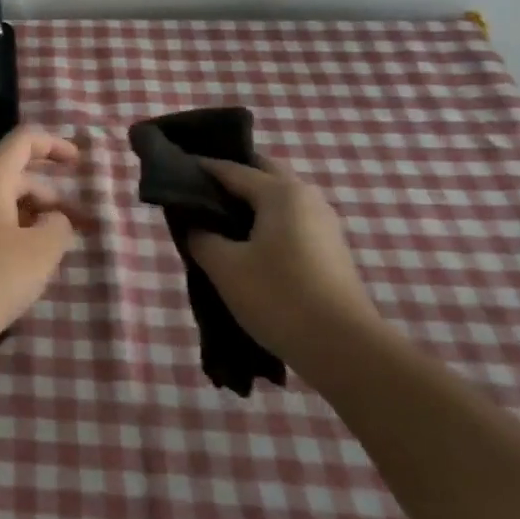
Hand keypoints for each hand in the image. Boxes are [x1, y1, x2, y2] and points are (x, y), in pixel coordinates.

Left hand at [0, 126, 82, 363]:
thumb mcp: (40, 253)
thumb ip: (59, 226)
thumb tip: (53, 219)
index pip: (22, 140)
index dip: (54, 145)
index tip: (78, 163)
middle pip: (12, 173)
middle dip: (47, 194)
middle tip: (74, 227)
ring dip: (28, 215)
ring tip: (50, 250)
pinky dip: (7, 228)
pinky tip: (18, 262)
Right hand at [188, 156, 383, 372]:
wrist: (345, 349)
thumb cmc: (279, 297)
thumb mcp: (225, 267)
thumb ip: (201, 237)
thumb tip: (194, 225)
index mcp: (280, 192)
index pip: (231, 169)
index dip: (200, 170)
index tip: (174, 176)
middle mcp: (306, 197)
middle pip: (261, 175)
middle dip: (230, 181)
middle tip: (198, 197)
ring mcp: (324, 223)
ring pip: (277, 200)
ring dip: (249, 204)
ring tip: (218, 224)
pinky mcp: (331, 249)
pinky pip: (290, 221)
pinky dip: (266, 223)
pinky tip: (246, 247)